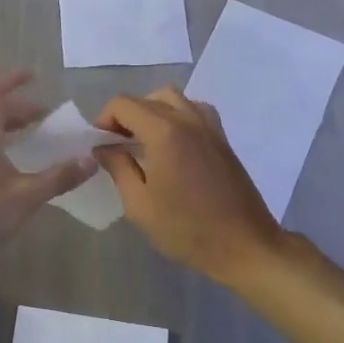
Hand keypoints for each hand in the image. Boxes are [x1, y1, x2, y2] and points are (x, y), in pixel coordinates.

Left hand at [0, 72, 96, 278]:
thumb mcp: (26, 196)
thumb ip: (60, 177)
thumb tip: (91, 159)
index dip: (13, 79)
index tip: (34, 76)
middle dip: (20, 108)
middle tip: (48, 117)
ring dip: (11, 128)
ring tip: (38, 139)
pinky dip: (3, 146)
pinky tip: (19, 168)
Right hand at [94, 88, 283, 282]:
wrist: (244, 244)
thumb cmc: (186, 229)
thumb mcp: (140, 205)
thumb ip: (118, 168)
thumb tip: (104, 148)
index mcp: (164, 132)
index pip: (123, 105)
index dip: (104, 120)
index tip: (99, 144)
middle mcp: (188, 119)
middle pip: (148, 98)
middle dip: (126, 116)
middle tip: (117, 144)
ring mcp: (209, 127)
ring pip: (174, 98)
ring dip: (152, 111)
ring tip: (143, 140)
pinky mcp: (222, 138)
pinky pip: (194, 110)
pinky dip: (176, 116)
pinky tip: (172, 144)